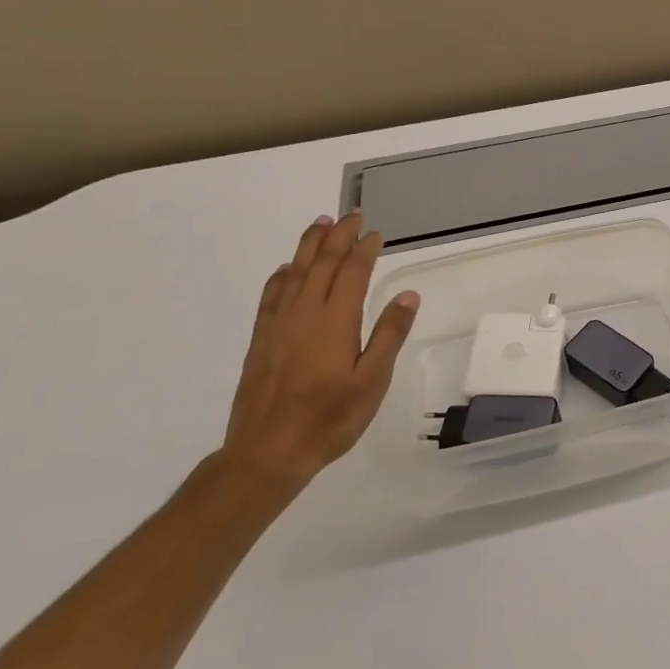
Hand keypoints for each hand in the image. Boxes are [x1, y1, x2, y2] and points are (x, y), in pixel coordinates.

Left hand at [218, 213, 419, 490]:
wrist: (267, 452)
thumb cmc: (329, 419)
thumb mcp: (372, 381)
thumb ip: (389, 335)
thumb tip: (407, 295)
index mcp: (335, 321)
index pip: (351, 273)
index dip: (364, 249)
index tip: (375, 232)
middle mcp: (304, 313)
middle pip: (321, 264)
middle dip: (337, 236)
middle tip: (351, 215)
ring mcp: (278, 325)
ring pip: (294, 273)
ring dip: (308, 246)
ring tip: (319, 223)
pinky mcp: (262, 339)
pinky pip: (271, 295)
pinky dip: (281, 276)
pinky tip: (286, 269)